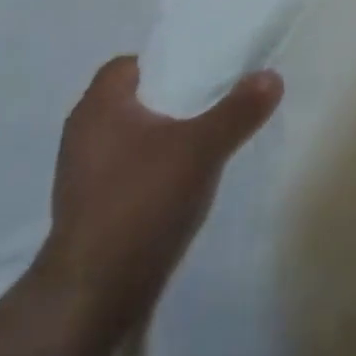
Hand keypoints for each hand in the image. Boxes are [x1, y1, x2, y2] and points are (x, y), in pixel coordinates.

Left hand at [34, 56, 282, 338]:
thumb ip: (238, 110)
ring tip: (211, 140)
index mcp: (98, 108)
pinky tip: (189, 180)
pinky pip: (132, 169)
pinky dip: (159, 167)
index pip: (129, 65)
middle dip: (176, 99)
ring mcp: (85, 175)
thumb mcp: (202, 148)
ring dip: (169, 135)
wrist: (94, 293)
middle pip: (136, 100)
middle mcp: (84, 135)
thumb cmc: (141, 202)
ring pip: (135, 136)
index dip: (167, 62)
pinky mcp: (93, 207)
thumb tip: (271, 75)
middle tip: (219, 100)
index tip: (205, 70)